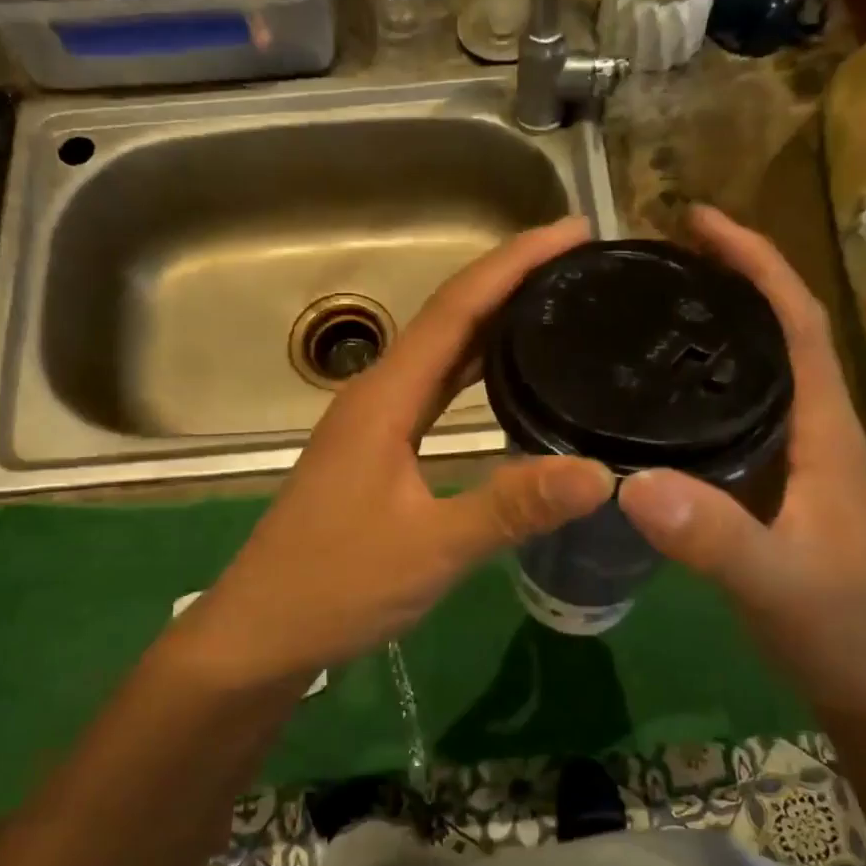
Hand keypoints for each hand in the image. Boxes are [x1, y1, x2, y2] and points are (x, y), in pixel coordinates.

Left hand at [168, 218, 614, 690]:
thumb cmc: (336, 585)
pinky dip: (476, 373)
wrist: (263, 633)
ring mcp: (374, 426)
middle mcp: (377, 397)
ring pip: (441, 356)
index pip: (457, 308)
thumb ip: (512, 507)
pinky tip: (507, 383)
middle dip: (510, 281)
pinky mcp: (378, 455)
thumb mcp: (431, 548)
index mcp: (384, 398)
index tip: (572, 231)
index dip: (514, 262)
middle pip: (449, 319)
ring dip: (493, 323)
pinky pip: (436, 394)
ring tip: (555, 305)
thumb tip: (601, 474)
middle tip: (578, 264)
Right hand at [616, 207, 865, 702]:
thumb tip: (630, 482)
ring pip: (752, 377)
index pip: (796, 321)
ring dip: (711, 334)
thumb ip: (713, 537)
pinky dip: (698, 393)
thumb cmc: (845, 631)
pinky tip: (653, 404)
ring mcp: (794, 462)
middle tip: (652, 262)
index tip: (698, 221)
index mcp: (825, 429)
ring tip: (644, 314)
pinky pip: (733, 421)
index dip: (755, 262)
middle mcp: (812, 431)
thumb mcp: (777, 583)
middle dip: (725, 283)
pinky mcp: (772, 492)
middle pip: (772, 334)